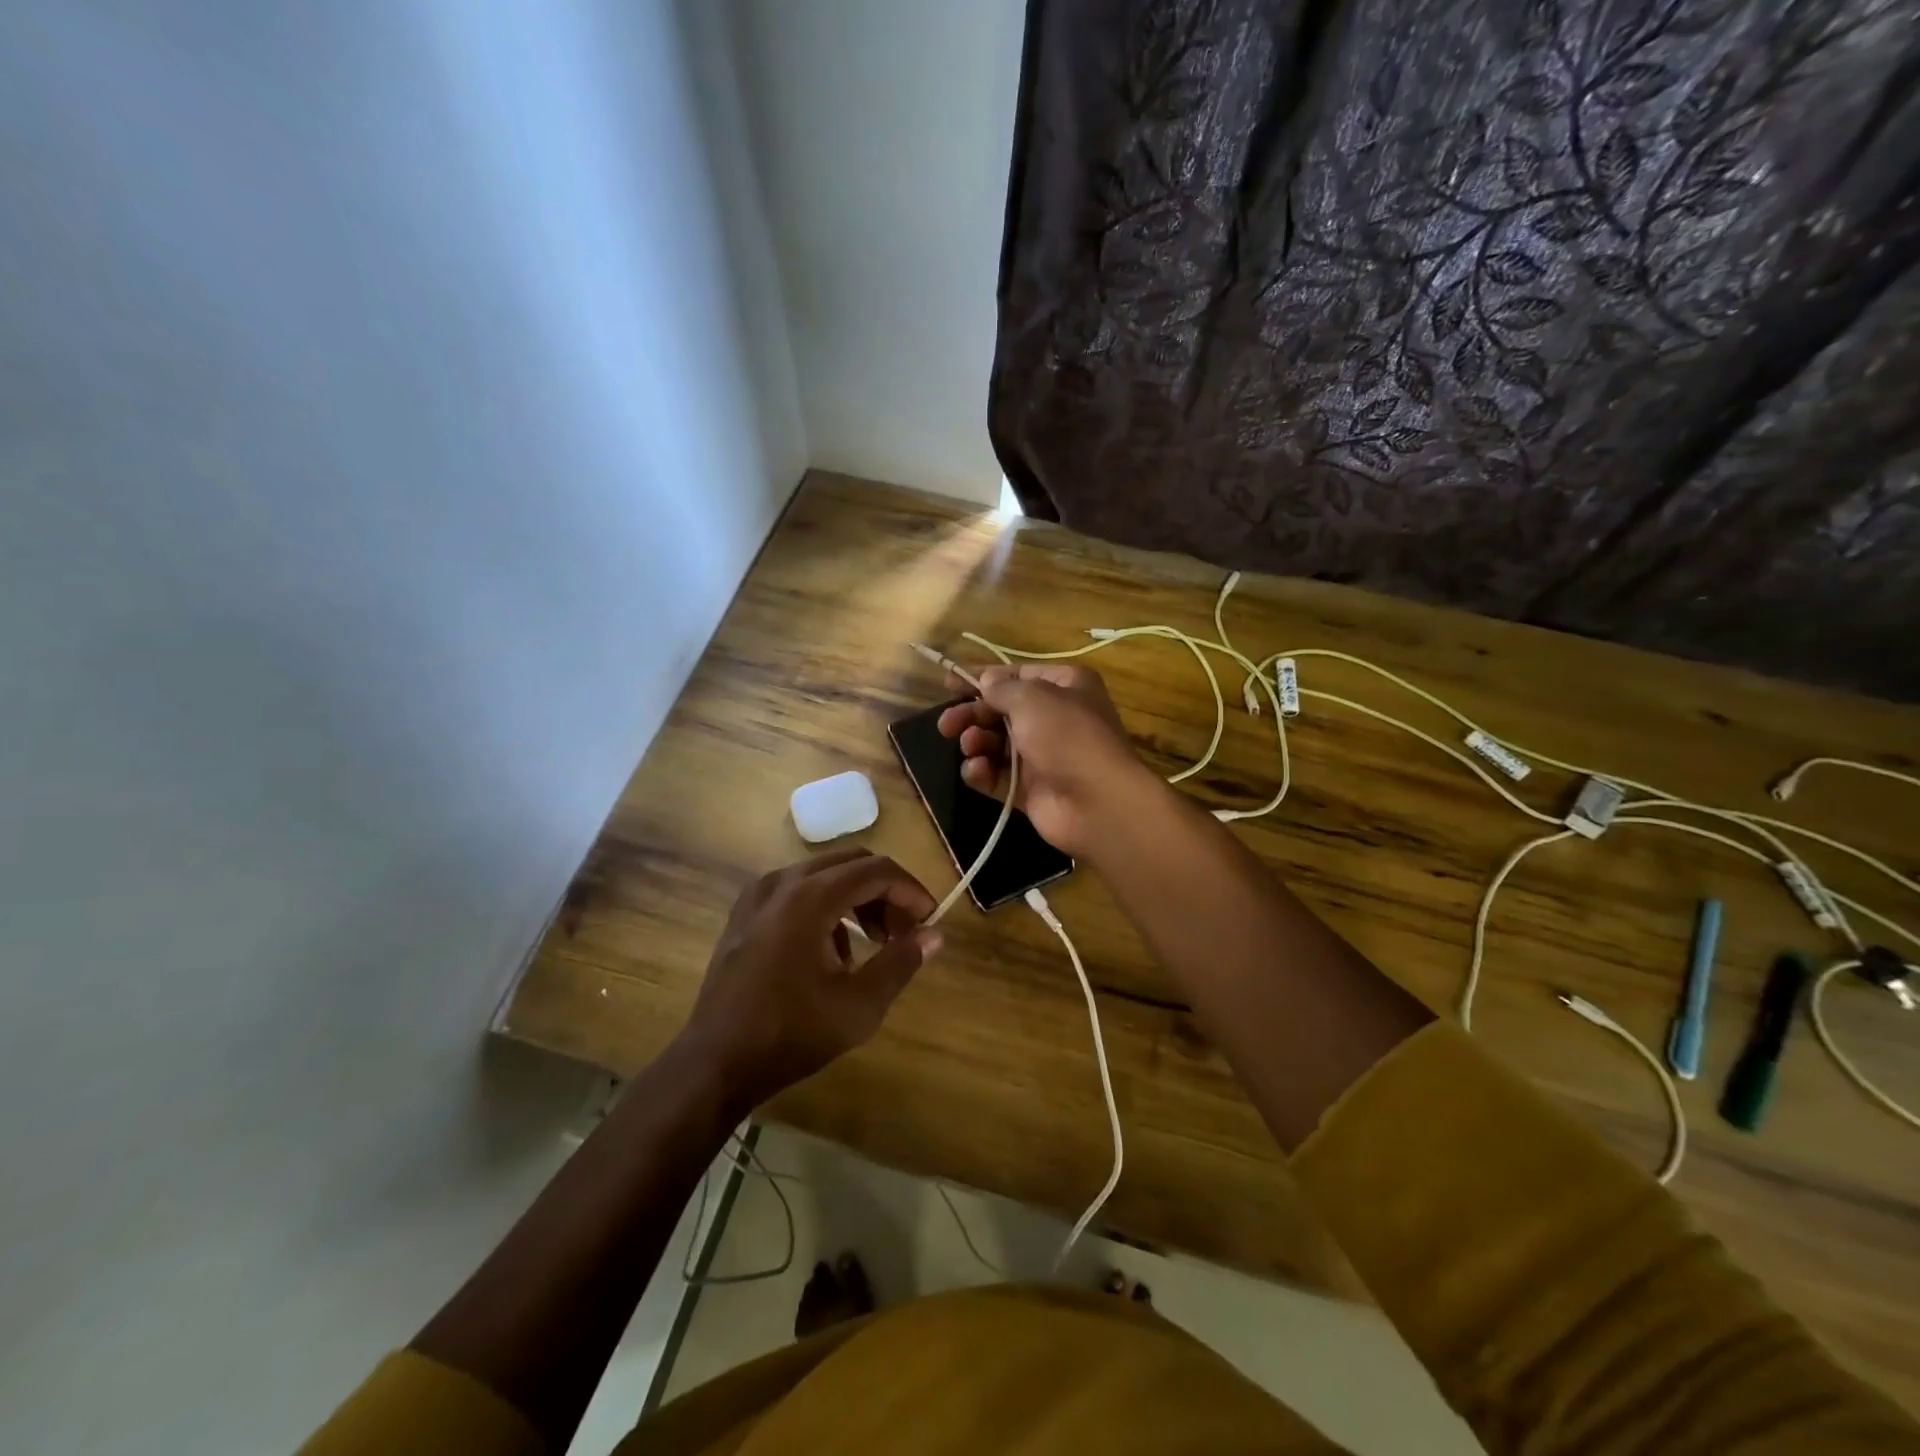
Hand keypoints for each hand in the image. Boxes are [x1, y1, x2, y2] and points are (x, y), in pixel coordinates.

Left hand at [677, 849, 939, 1112]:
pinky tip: (831, 953)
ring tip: (872, 945)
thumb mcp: (859, 1005)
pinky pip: (797, 890)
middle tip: (903, 932)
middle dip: (885, 892)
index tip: (929, 921)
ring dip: (857, 899)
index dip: (911, 891)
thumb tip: (934, 935)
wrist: (715, 1062)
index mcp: (811, 897)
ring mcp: (759, 895)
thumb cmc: (792, 1034)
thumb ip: (901, 962)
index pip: (877, 870)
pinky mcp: (745, 913)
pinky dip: (826, 906)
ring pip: (824, 874)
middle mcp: (783, 882)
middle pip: (852, 863)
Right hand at [936, 662, 1157, 856]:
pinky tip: (976, 770)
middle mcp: (1055, 718)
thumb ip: (1001, 688)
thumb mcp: (1032, 699)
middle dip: (973, 714)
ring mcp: (1043, 756)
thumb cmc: (1067, 736)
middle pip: (1002, 711)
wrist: (1097, 802)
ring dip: (976, 741)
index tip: (948, 683)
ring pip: (997, 744)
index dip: (982, 677)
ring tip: (969, 745)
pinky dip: (983, 772)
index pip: (1016, 675)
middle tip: (946, 724)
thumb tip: (985, 681)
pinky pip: (998, 776)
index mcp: (1064, 686)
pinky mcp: (1030, 790)